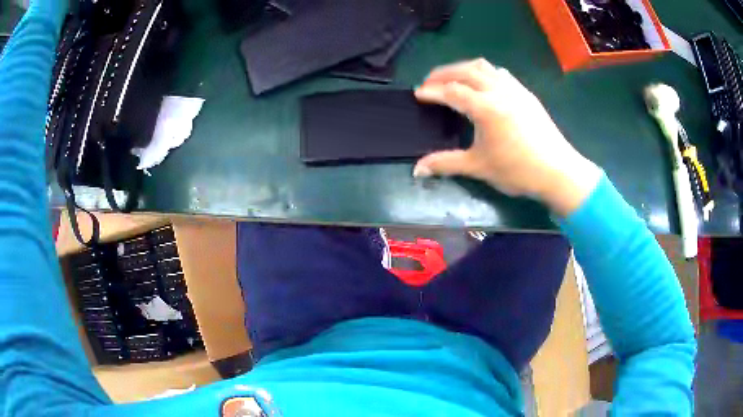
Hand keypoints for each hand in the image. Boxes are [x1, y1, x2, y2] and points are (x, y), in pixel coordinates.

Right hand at [413, 59, 601, 215]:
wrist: (558, 172)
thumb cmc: (518, 171)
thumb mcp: (479, 167)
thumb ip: (446, 163)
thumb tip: (417, 169)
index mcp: (485, 107)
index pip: (451, 91)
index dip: (432, 91)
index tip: (418, 94)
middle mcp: (499, 91)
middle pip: (465, 70)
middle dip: (443, 73)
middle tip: (429, 82)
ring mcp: (515, 90)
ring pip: (484, 67)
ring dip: (464, 69)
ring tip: (453, 80)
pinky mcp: (526, 94)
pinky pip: (500, 74)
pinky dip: (484, 73)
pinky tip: (483, 86)